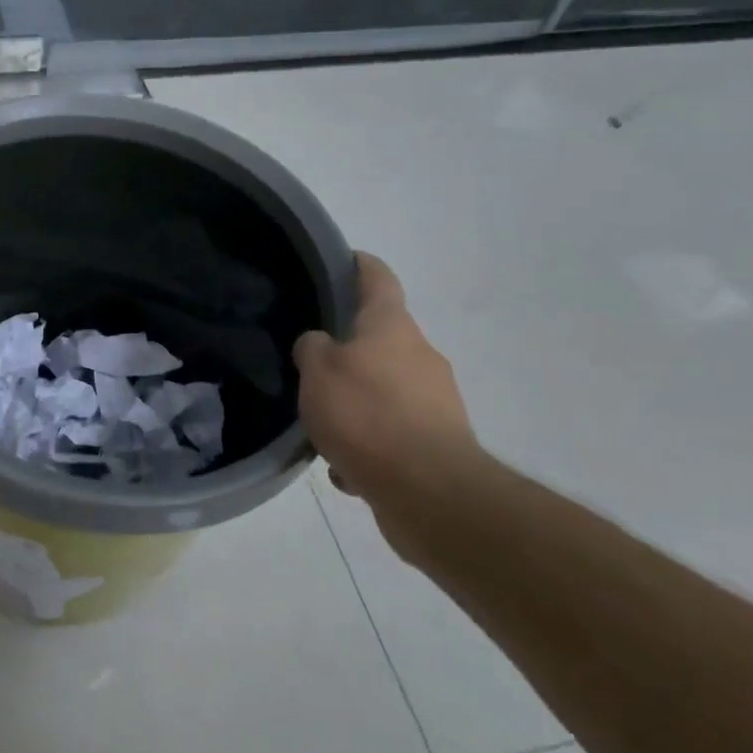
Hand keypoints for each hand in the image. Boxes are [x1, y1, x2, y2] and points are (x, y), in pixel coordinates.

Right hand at [294, 253, 488, 554]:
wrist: (430, 491)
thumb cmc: (366, 414)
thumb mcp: (317, 371)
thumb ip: (312, 348)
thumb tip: (319, 344)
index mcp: (391, 326)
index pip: (377, 278)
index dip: (358, 265)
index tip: (340, 261)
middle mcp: (420, 355)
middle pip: (381, 338)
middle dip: (349, 349)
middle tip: (312, 363)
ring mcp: (436, 400)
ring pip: (385, 389)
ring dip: (357, 401)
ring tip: (323, 427)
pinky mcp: (440, 442)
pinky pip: (394, 432)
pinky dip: (371, 443)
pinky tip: (347, 467)